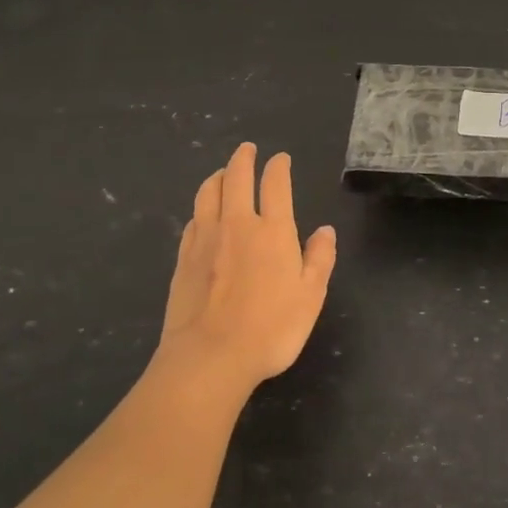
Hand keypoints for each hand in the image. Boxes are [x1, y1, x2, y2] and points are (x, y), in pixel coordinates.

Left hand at [158, 141, 336, 393]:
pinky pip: (192, 221)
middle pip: (236, 178)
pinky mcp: (183, 259)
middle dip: (243, 158)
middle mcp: (238, 224)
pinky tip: (202, 214)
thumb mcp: (311, 296)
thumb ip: (319, 258)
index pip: (275, 184)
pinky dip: (201, 208)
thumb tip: (325, 230)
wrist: (210, 358)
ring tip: (222, 172)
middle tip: (247, 149)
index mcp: (273, 230)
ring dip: (217, 176)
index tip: (280, 158)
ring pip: (208, 193)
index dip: (278, 166)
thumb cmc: (271, 328)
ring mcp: (205, 240)